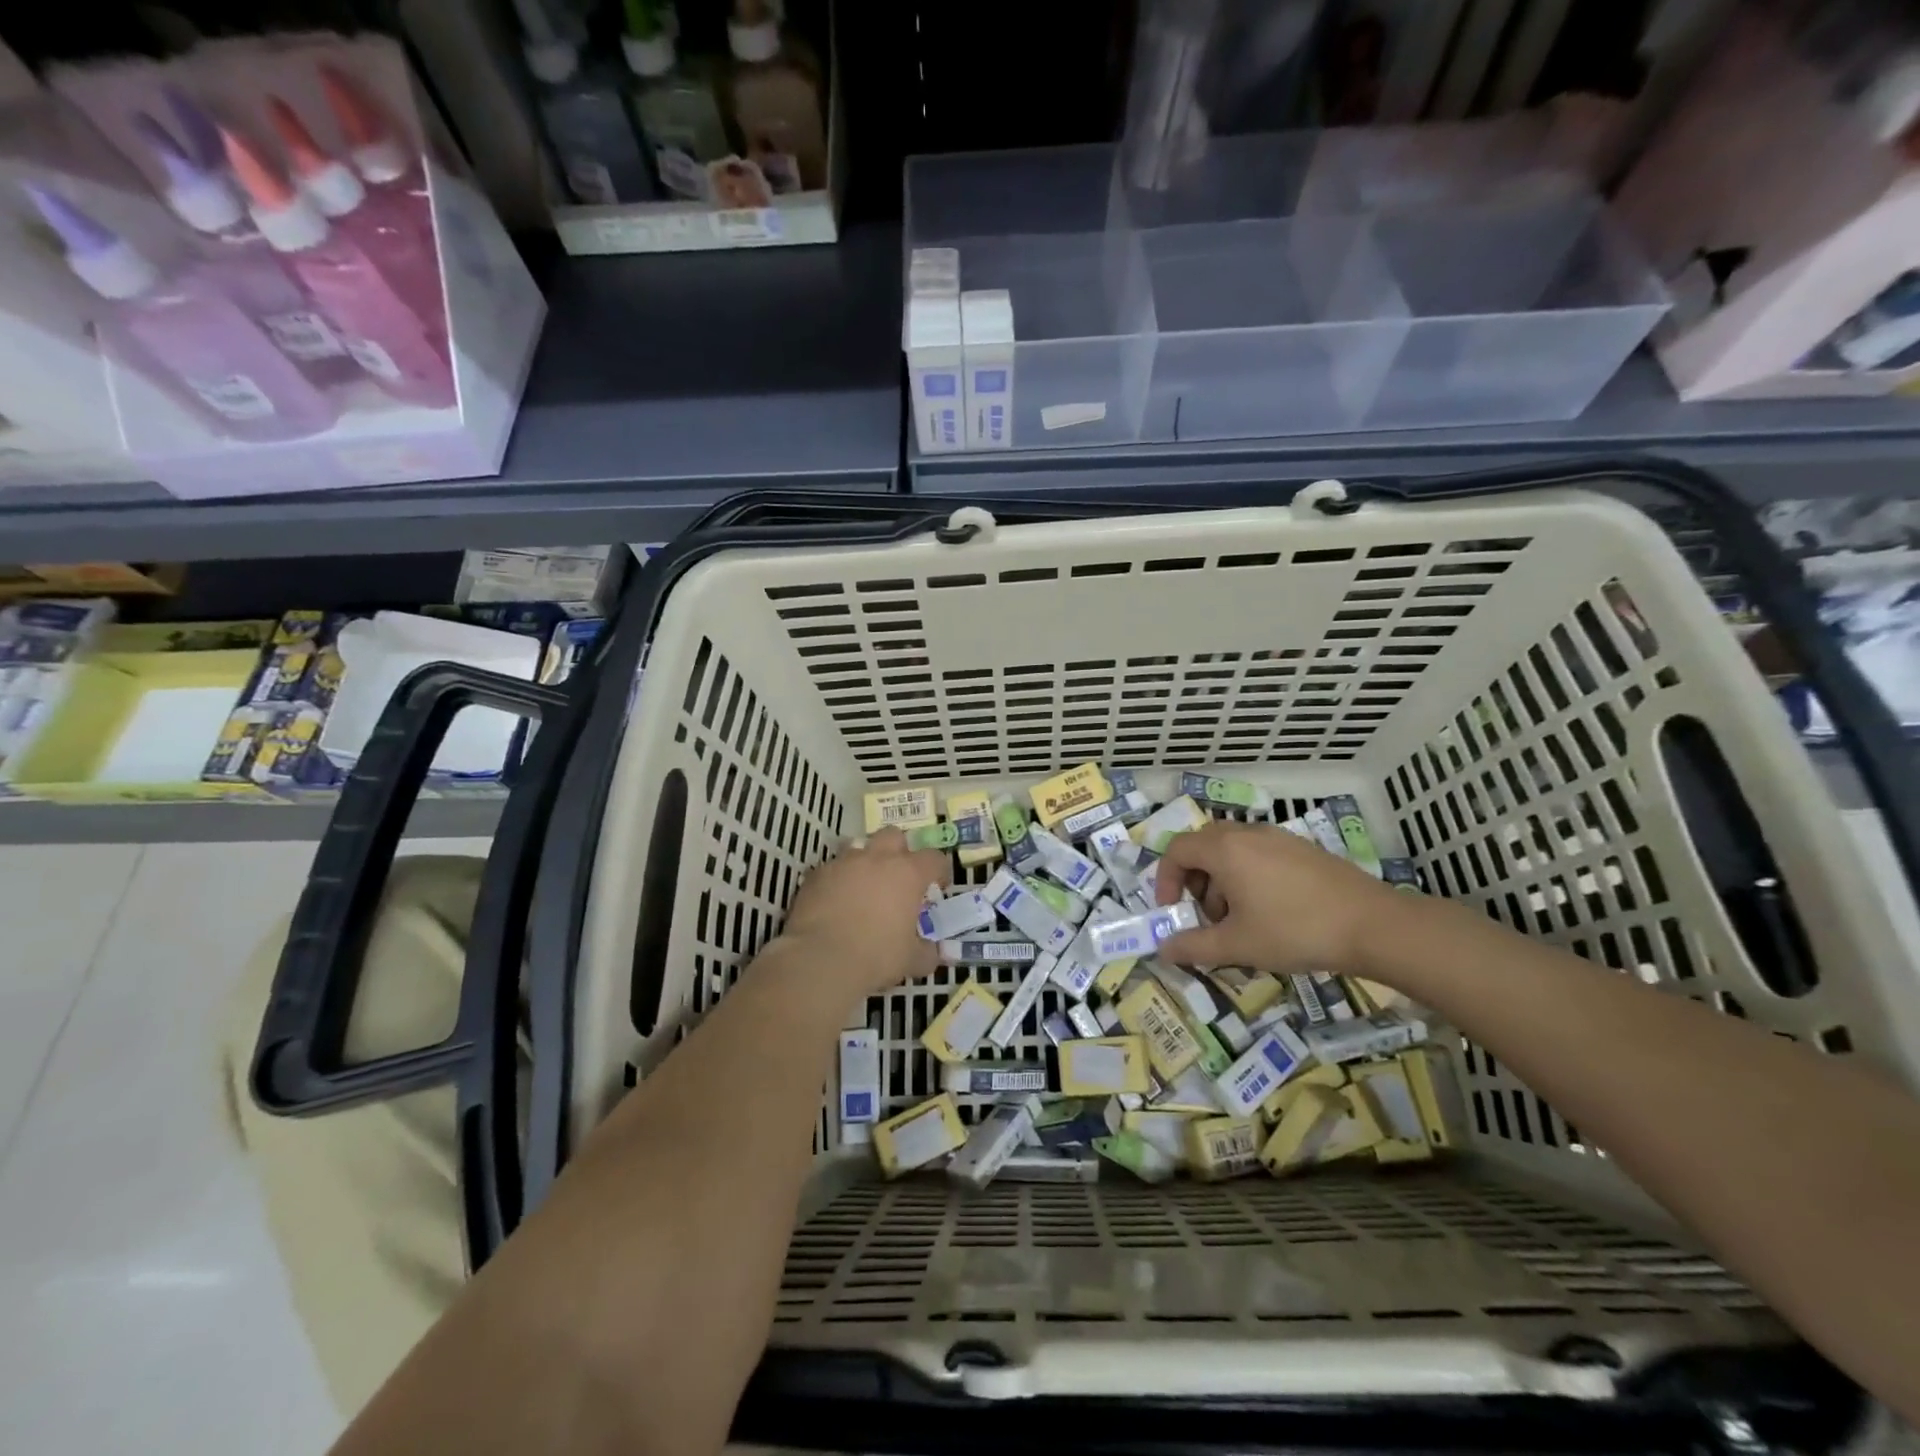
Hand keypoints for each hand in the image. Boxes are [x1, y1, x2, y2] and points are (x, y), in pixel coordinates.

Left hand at [773, 828, 950, 997]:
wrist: (820, 959)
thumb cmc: (877, 956)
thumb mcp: (911, 960)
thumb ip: (926, 952)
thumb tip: (932, 953)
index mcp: (908, 873)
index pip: (934, 858)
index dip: (939, 870)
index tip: (937, 886)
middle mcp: (877, 859)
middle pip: (893, 836)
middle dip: (899, 851)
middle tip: (898, 878)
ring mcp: (843, 863)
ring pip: (858, 848)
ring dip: (865, 863)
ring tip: (863, 889)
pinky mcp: (816, 875)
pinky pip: (831, 870)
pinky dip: (837, 881)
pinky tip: (835, 903)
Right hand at [1152, 821, 1401, 975]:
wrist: (1372, 925)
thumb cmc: (1294, 930)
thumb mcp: (1237, 945)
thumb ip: (1194, 946)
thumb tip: (1163, 949)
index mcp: (1224, 849)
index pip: (1177, 850)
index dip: (1165, 879)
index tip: (1172, 911)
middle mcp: (1247, 834)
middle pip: (1203, 845)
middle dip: (1194, 879)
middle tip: (1204, 914)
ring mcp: (1278, 837)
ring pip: (1232, 849)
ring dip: (1221, 879)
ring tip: (1238, 919)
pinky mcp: (1302, 848)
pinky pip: (1258, 852)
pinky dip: (1248, 875)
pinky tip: (1270, 910)